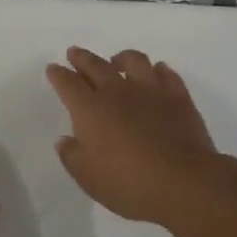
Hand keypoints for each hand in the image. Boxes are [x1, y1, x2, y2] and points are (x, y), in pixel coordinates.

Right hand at [45, 46, 218, 224]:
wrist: (183, 182)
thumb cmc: (128, 183)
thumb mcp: (88, 177)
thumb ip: (72, 156)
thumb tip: (66, 140)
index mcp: (90, 109)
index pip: (68, 83)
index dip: (59, 74)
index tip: (53, 68)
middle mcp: (117, 91)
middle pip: (96, 65)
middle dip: (82, 58)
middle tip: (74, 52)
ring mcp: (151, 90)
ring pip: (133, 60)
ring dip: (121, 58)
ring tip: (117, 61)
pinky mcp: (178, 97)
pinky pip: (166, 73)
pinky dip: (157, 70)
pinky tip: (156, 73)